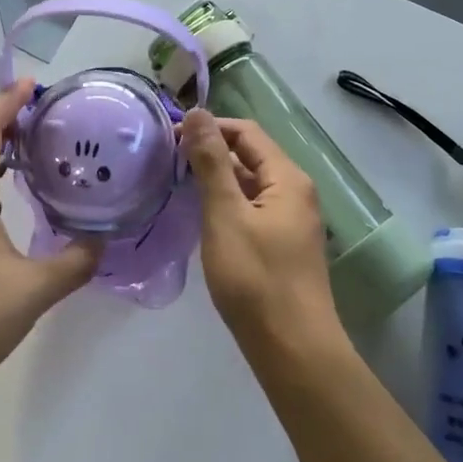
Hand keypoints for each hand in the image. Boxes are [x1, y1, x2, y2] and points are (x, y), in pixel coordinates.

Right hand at [182, 111, 344, 359]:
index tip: (169, 138)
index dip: (209, 128)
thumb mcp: (225, 214)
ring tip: (176, 185)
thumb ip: (210, 162)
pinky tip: (200, 217)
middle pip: (250, 156)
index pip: (246, 132)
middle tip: (167, 162)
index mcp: (287, 178)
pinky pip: (252, 209)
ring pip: (250, 184)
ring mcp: (291, 220)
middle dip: (210, 152)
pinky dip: (226, 204)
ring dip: (216, 179)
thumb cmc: (255, 278)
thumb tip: (197, 112)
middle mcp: (295, 191)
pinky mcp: (283, 244)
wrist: (292, 349)